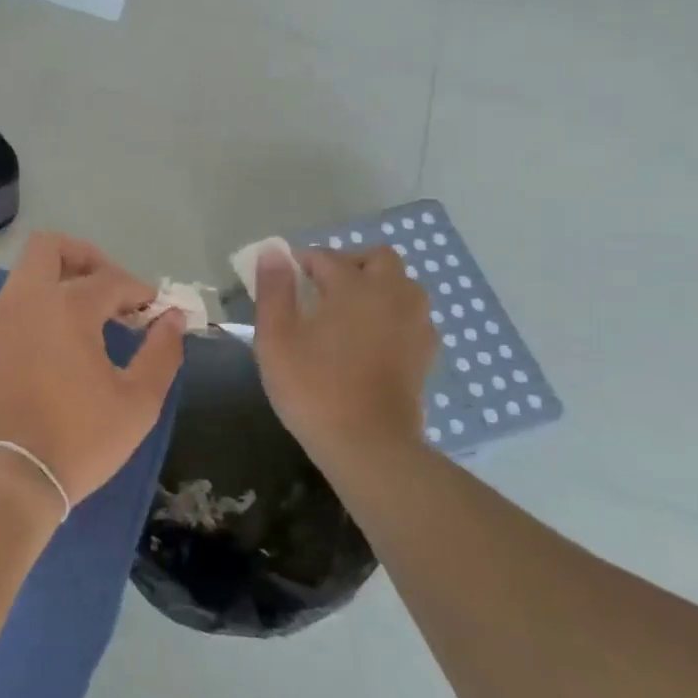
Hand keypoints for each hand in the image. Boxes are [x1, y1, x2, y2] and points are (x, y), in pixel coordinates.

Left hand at [0, 231, 185, 512]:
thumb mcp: (137, 402)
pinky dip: (41, 306)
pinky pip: (15, 304)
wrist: (4, 478)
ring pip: (28, 274)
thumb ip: (161, 353)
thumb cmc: (78, 439)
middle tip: (112, 290)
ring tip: (92, 319)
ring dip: (61, 281)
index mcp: (66, 306)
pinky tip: (62, 342)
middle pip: (50, 247)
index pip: (111, 279)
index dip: (139, 291)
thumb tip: (173, 318)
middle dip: (87, 258)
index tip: (155, 312)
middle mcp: (26, 300)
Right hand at [253, 246, 436, 467]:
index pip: (324, 257)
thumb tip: (272, 251)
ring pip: (402, 285)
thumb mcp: (275, 338)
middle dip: (348, 264)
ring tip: (346, 312)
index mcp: (354, 287)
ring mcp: (415, 324)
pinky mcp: (425, 353)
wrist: (368, 445)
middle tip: (320, 289)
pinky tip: (370, 339)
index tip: (281, 282)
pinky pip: (411, 316)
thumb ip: (273, 290)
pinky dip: (391, 314)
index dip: (299, 264)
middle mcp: (392, 295)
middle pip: (377, 259)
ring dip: (376, 286)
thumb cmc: (313, 388)